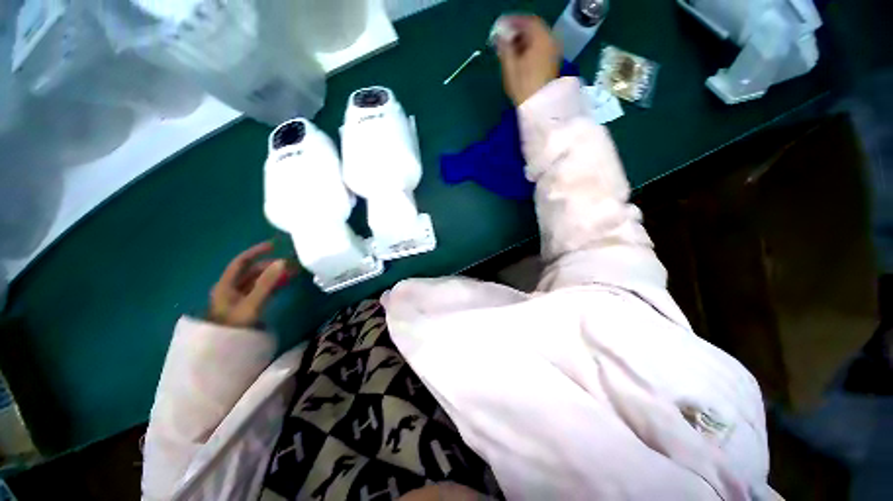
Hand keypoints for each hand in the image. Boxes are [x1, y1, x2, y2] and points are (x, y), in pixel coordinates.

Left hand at [209, 242, 288, 327]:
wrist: (224, 352)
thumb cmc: (235, 325)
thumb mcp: (252, 303)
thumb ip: (267, 283)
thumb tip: (282, 262)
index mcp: (227, 285)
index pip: (241, 262)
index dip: (256, 252)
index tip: (275, 246)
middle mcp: (232, 289)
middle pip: (252, 271)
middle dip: (271, 265)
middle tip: (291, 264)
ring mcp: (239, 299)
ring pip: (258, 281)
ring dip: (274, 275)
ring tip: (292, 273)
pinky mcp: (248, 307)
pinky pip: (262, 290)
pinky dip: (273, 285)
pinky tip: (284, 285)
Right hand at [496, 15, 560, 105]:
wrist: (540, 107)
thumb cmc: (523, 87)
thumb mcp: (510, 66)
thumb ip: (504, 47)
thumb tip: (498, 36)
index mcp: (541, 38)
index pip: (527, 21)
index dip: (512, 22)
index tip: (500, 27)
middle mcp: (550, 41)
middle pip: (534, 29)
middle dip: (518, 32)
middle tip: (503, 38)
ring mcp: (553, 52)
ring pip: (537, 39)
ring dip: (523, 41)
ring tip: (509, 50)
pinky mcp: (552, 63)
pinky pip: (541, 48)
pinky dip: (530, 49)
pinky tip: (520, 58)